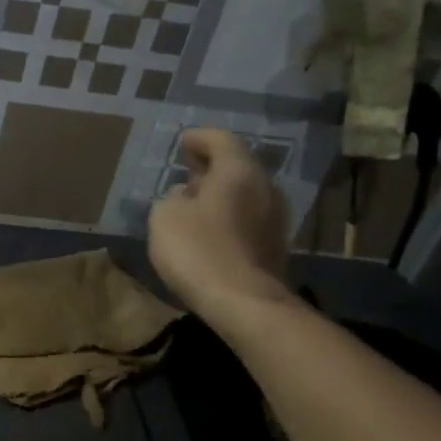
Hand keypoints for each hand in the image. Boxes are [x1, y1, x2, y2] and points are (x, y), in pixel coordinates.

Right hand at [148, 129, 291, 328]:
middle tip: (188, 170)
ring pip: (245, 194)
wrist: (244, 302)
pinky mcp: (275, 246)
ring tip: (195, 202)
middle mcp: (264, 188)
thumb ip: (172, 198)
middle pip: (238, 166)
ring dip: (221, 194)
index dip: (200, 138)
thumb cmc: (198, 249)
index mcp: (239, 171)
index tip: (183, 142)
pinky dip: (229, 216)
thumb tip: (186, 196)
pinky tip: (211, 229)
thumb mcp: (165, 216)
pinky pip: (249, 218)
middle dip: (211, 167)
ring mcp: (275, 219)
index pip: (221, 140)